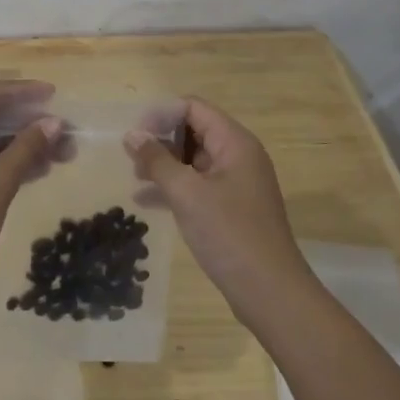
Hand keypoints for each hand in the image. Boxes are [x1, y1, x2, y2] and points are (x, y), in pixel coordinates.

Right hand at [123, 98, 307, 305]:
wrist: (269, 292)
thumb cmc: (229, 234)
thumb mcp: (187, 194)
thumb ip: (157, 161)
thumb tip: (132, 135)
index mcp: (235, 143)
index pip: (194, 108)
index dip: (162, 114)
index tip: (135, 135)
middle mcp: (238, 156)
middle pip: (193, 130)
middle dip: (160, 140)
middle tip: (130, 158)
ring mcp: (235, 183)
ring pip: (193, 159)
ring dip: (164, 164)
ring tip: (134, 177)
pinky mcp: (230, 208)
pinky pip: (197, 185)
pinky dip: (173, 188)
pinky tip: (144, 201)